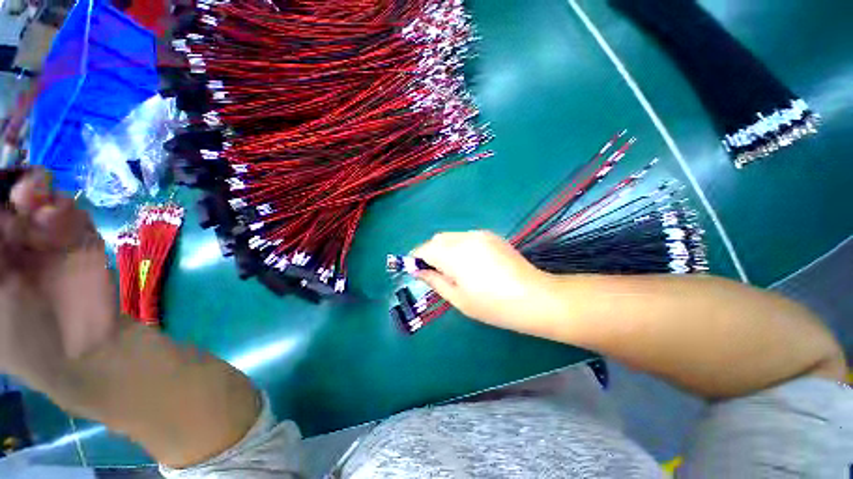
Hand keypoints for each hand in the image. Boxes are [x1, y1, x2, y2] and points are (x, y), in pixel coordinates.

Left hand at [0, 170, 117, 386]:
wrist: (84, 349)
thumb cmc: (21, 335)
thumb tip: (2, 214)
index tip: (1, 191)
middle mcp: (12, 239)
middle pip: (10, 196)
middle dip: (15, 188)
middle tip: (23, 194)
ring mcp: (47, 239)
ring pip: (41, 197)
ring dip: (39, 194)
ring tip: (40, 208)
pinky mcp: (79, 240)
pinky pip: (71, 212)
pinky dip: (66, 211)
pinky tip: (60, 223)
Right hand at [411, 231, 561, 332]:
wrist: (534, 297)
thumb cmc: (493, 305)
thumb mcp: (458, 298)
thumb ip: (435, 280)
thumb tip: (418, 270)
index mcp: (454, 254)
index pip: (425, 249)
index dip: (415, 258)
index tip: (413, 269)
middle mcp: (464, 238)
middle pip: (437, 239)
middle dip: (429, 252)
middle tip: (433, 271)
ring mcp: (480, 234)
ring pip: (451, 237)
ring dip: (444, 249)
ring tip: (452, 269)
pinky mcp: (491, 236)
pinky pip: (466, 237)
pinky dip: (459, 246)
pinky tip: (470, 263)